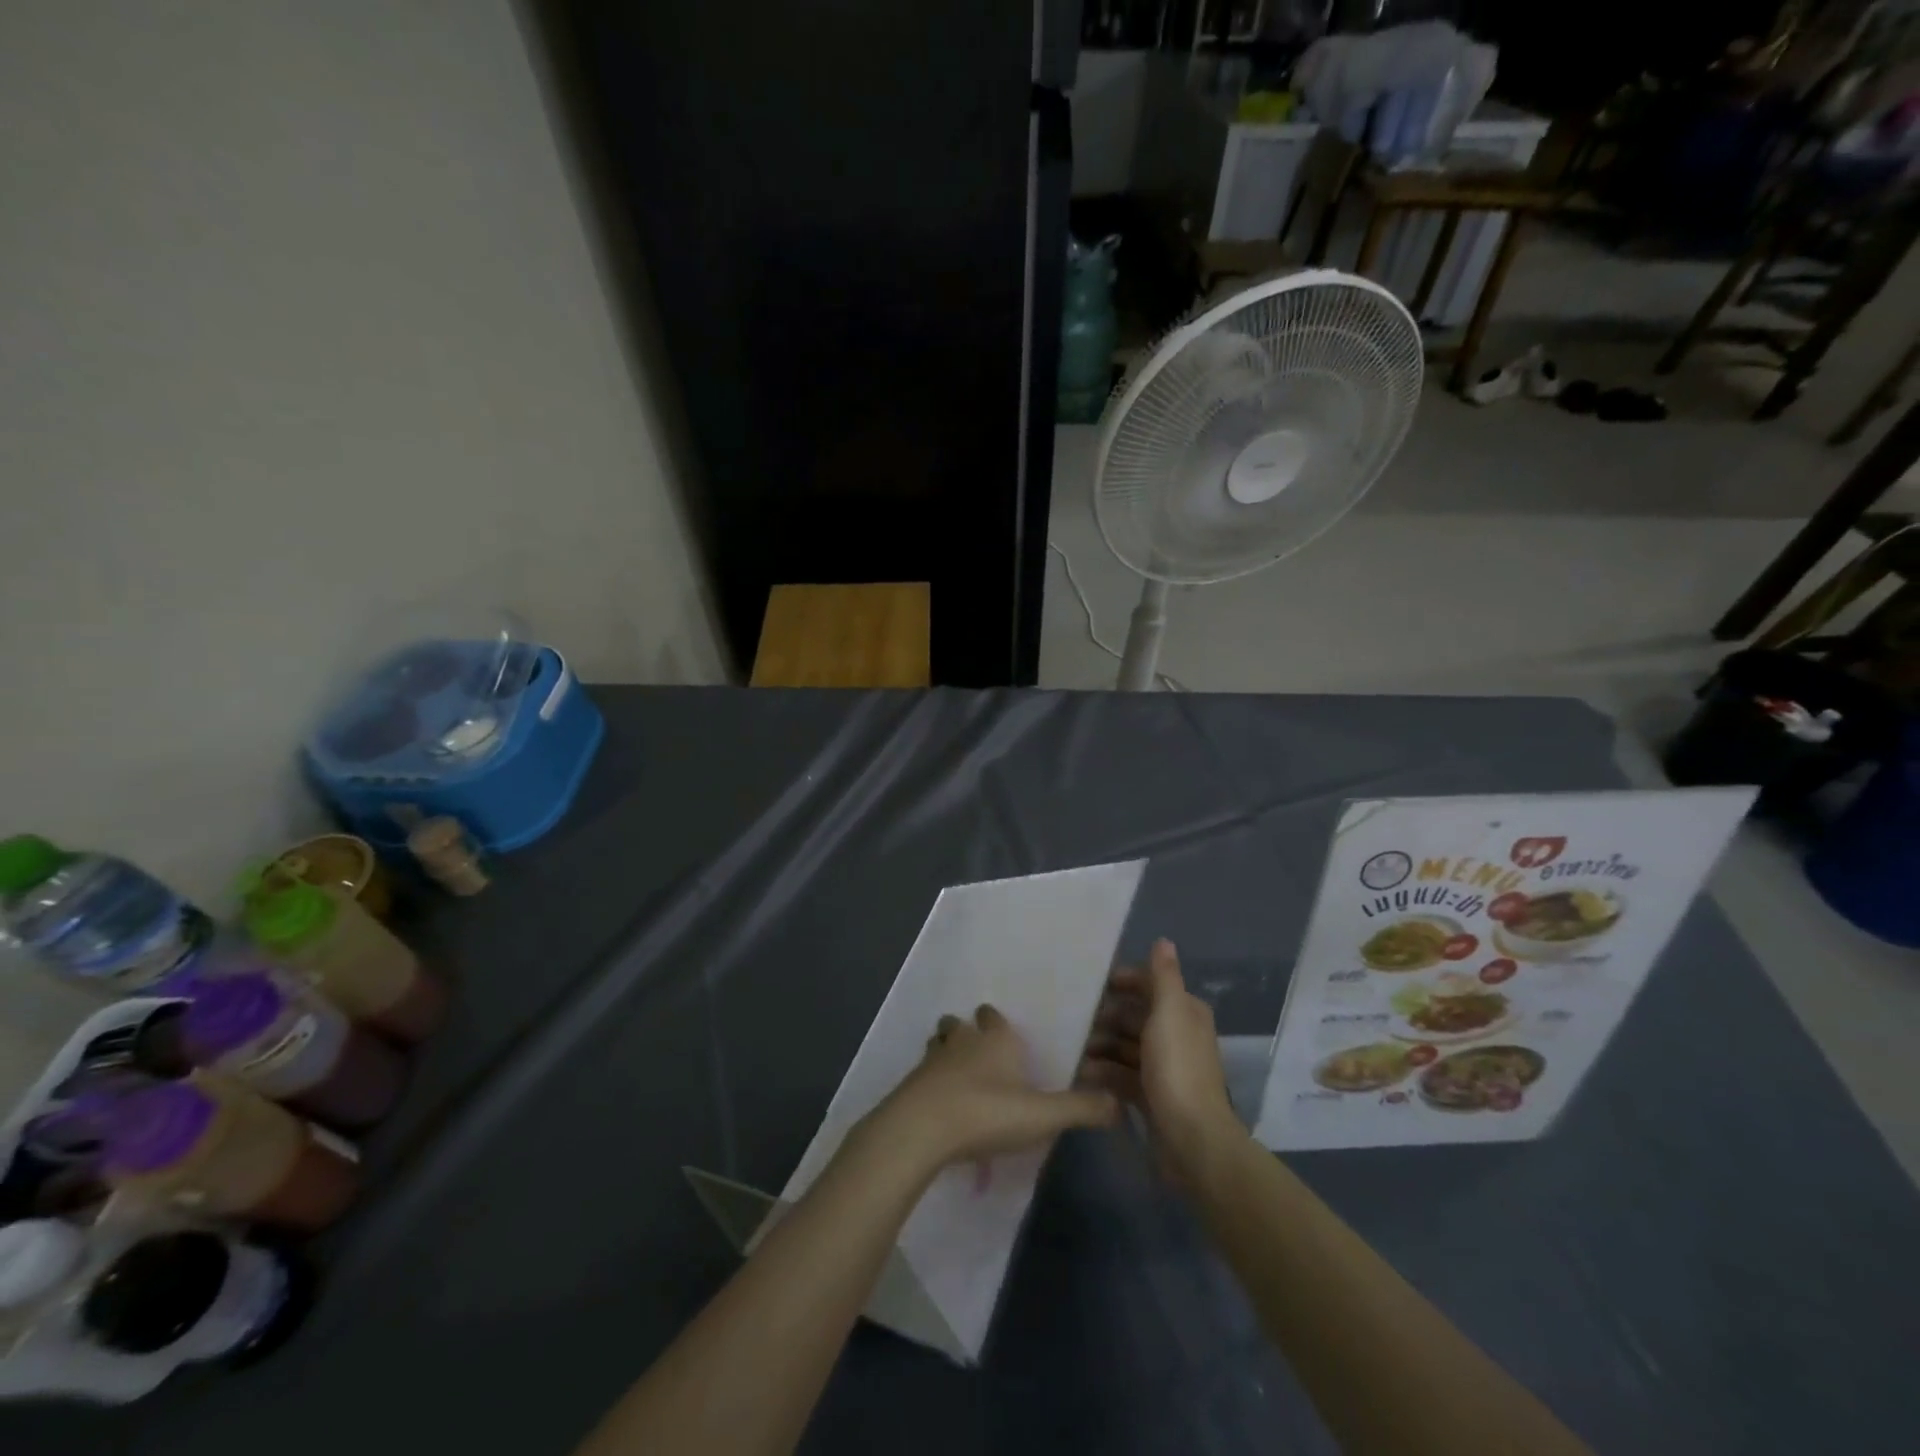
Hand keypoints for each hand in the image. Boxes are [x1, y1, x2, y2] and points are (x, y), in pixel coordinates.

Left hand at [868, 1005, 1119, 1174]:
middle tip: (980, 1053)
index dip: (998, 1022)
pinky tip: (940, 1103)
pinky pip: (923, 1074)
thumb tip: (1118, 1103)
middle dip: (968, 1031)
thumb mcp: (1042, 1115)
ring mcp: (932, 1059)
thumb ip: (1080, 1109)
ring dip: (945, 1052)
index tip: (1005, 1033)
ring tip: (957, 1074)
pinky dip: (930, 1082)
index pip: (994, 1016)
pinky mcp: (911, 1084)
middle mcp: (962, 1040)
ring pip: (938, 1043)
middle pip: (961, 1023)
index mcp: (995, 1039)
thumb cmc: (986, 1112)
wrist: (921, 1129)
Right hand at [1080, 938, 1238, 1183]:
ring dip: (1100, 1046)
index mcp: (1184, 1012)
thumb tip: (1163, 940)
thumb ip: (1164, 976)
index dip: (1123, 982)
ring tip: (1072, 1048)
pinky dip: (1103, 1073)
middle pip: (1134, 1016)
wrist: (1192, 1141)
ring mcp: (1163, 1068)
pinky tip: (1080, 1074)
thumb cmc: (1177, 1069)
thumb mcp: (1169, 1013)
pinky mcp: (1151, 1095)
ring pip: (1125, 1046)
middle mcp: (1176, 1035)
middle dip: (1105, 1016)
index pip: (1150, 985)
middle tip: (1072, 1019)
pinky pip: (1122, 1075)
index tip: (1091, 985)